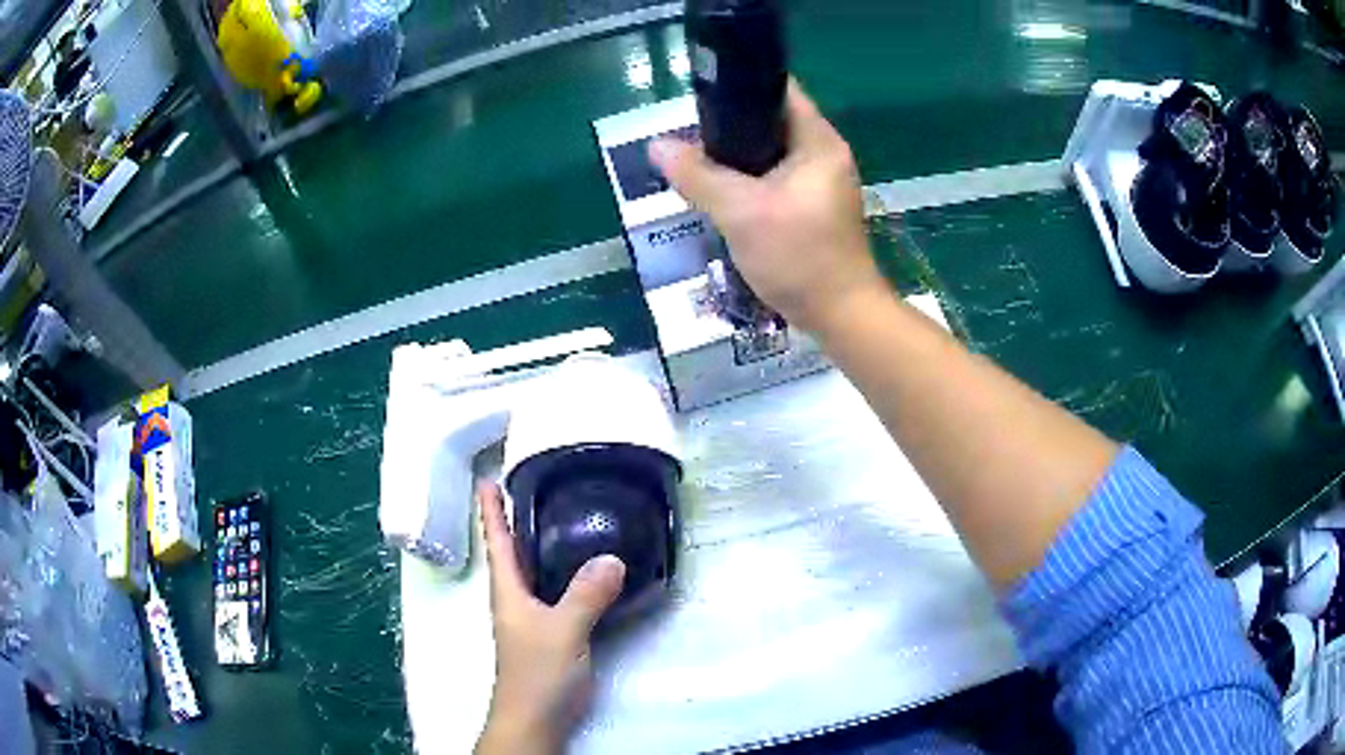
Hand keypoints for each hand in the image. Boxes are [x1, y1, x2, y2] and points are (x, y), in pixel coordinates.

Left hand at [474, 481, 625, 754]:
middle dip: (516, 521)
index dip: (490, 511)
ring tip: (561, 520)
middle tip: (532, 489)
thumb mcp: (563, 630)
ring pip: (535, 573)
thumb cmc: (538, 673)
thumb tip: (612, 557)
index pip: (498, 543)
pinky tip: (586, 573)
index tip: (486, 479)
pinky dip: (565, 574)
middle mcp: (515, 600)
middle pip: (513, 553)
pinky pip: (555, 592)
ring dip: (541, 547)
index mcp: (508, 592)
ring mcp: (531, 619)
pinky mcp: (549, 635)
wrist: (536, 718)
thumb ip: (586, 595)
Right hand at [649, 79, 885, 333]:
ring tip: (697, 164)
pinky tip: (720, 194)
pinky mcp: (814, 207)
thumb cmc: (799, 257)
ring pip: (770, 154)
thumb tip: (656, 145)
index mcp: (819, 141)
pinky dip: (748, 181)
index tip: (699, 98)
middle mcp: (825, 154)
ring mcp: (822, 182)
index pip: (780, 90)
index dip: (740, 87)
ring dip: (736, 158)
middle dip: (729, 127)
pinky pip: (774, 180)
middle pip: (771, 122)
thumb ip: (698, 175)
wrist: (841, 316)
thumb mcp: (741, 213)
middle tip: (689, 139)